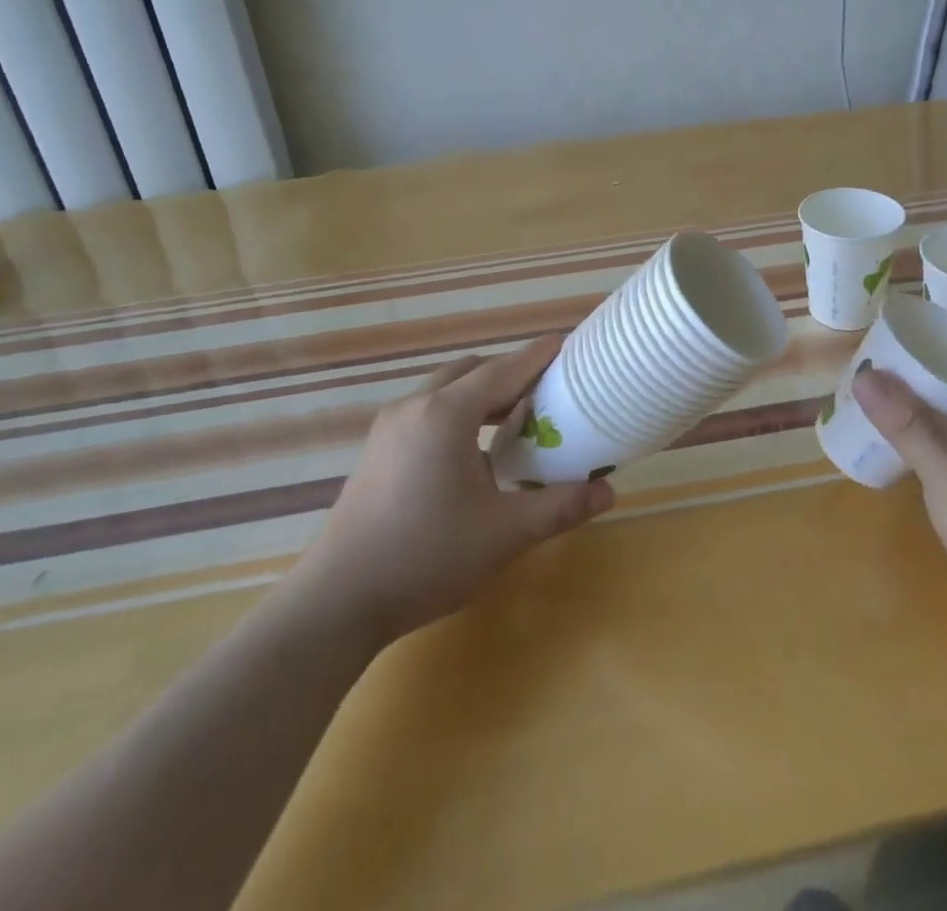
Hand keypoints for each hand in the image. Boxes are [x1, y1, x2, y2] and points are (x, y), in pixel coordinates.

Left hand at [297, 337, 614, 641]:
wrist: (338, 601)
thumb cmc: (426, 557)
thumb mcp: (503, 533)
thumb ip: (559, 507)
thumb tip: (608, 491)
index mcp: (446, 413)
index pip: (504, 369)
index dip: (539, 356)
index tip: (569, 345)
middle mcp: (415, 405)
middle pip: (472, 371)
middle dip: (511, 375)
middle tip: (548, 393)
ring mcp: (390, 427)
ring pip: (446, 390)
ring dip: (482, 395)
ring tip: (515, 421)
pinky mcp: (377, 449)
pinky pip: (427, 411)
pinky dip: (458, 414)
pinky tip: (474, 453)